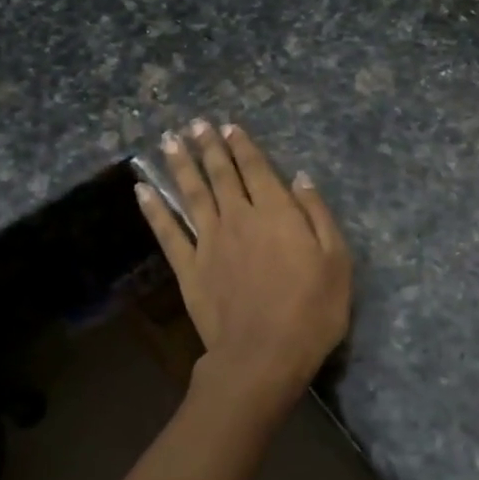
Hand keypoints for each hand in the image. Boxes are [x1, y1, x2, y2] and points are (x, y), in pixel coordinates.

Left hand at [136, 120, 351, 422]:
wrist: (263, 355)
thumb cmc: (311, 310)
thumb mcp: (336, 260)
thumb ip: (317, 215)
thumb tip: (300, 178)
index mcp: (276, 213)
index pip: (257, 170)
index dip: (243, 147)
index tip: (229, 127)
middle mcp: (239, 218)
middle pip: (221, 175)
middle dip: (209, 147)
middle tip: (196, 124)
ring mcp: (209, 242)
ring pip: (192, 194)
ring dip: (181, 165)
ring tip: (169, 141)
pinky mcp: (189, 269)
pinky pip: (168, 232)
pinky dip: (153, 210)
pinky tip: (142, 190)